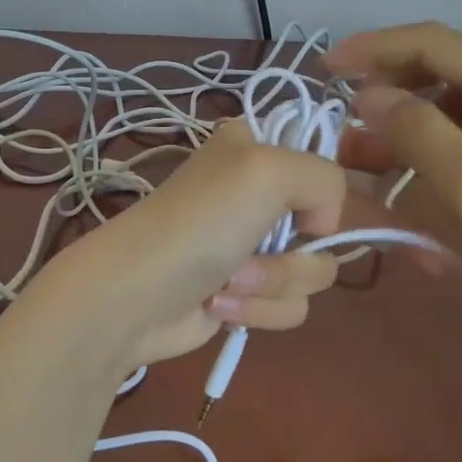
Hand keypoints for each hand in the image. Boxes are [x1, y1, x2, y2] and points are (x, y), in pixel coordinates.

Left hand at [47, 117, 351, 370]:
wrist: (135, 296)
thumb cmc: (199, 223)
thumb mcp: (269, 170)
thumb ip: (326, 180)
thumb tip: (321, 231)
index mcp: (256, 150)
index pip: (322, 165)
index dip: (320, 195)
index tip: (304, 210)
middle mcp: (258, 195)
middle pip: (324, 230)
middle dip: (291, 254)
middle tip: (248, 251)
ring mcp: (252, 248)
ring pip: (312, 274)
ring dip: (271, 284)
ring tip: (226, 282)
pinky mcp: (246, 295)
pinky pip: (289, 307)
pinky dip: (257, 311)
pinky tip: (217, 305)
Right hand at [325, 22, 461, 365]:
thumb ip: (417, 129)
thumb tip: (371, 94)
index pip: (433, 44)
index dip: (374, 48)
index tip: (326, 69)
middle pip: (442, 76)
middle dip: (386, 94)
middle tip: (342, 128)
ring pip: (452, 116)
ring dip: (403, 132)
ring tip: (361, 165)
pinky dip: (431, 161)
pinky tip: (410, 191)